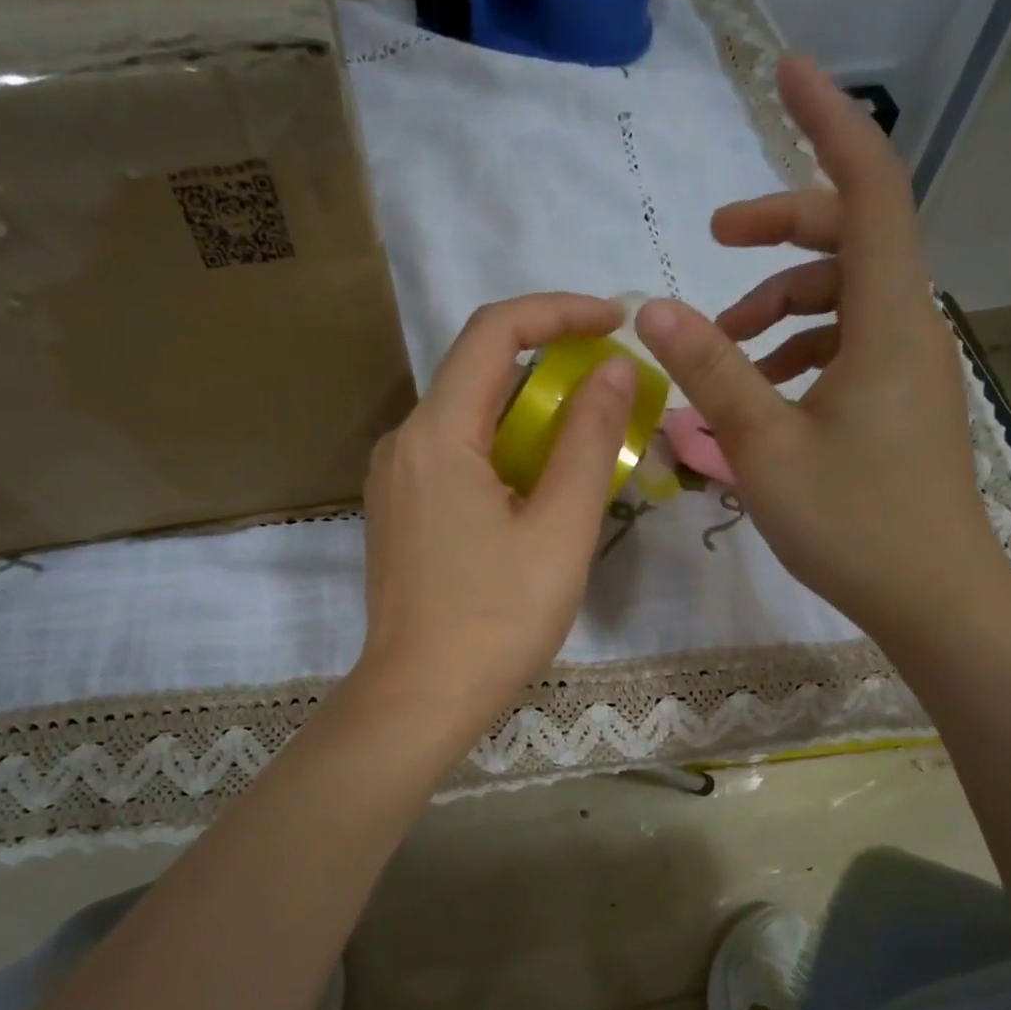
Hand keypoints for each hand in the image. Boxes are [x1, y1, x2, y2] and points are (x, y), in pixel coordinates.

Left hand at [354, 294, 636, 738]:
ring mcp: (395, 479)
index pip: (494, 331)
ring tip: (587, 446)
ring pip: (469, 419)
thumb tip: (614, 369)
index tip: (615, 322)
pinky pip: (455, 457)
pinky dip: (504, 452)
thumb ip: (589, 439)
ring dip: (530, 416)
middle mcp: (404, 442)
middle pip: (479, 373)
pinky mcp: (400, 511)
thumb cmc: (496, 618)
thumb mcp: (560, 527)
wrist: (419, 698)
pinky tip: (539, 491)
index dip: (558, 311)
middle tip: (614, 392)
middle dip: (552, 367)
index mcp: (436, 433)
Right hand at [633, 57, 1009, 640]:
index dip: (828, 123)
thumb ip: (711, 372)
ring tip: (724, 347)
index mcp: (886, 322)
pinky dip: (798, 348)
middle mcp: (907, 328)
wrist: (932, 597)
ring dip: (780, 303)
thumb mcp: (764, 447)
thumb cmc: (851, 523)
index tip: (787, 74)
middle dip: (779, 230)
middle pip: (851, 238)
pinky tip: (761, 390)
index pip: (869, 189)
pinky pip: (847, 343)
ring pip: (844, 296)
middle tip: (714, 247)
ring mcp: (906, 366)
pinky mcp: (898, 399)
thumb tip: (653, 308)